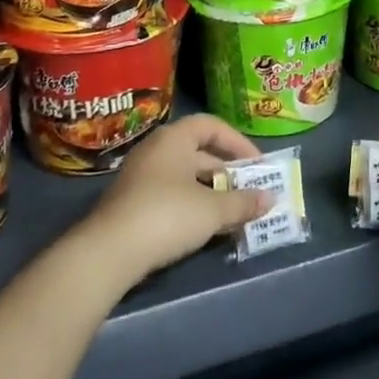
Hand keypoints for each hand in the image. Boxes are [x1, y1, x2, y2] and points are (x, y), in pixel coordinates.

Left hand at [77, 114, 270, 287]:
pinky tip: (206, 227)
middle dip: (227, 171)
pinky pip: (170, 194)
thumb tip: (270, 199)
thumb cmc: (167, 216)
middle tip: (250, 190)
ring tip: (234, 211)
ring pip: (185, 176)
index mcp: (174, 138)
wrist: (108, 253)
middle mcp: (156, 150)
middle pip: (199, 152)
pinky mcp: (131, 203)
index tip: (258, 164)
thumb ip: (243, 202)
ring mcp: (140, 176)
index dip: (238, 142)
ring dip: (211, 191)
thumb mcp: (212, 210)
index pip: (212, 126)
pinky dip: (192, 205)